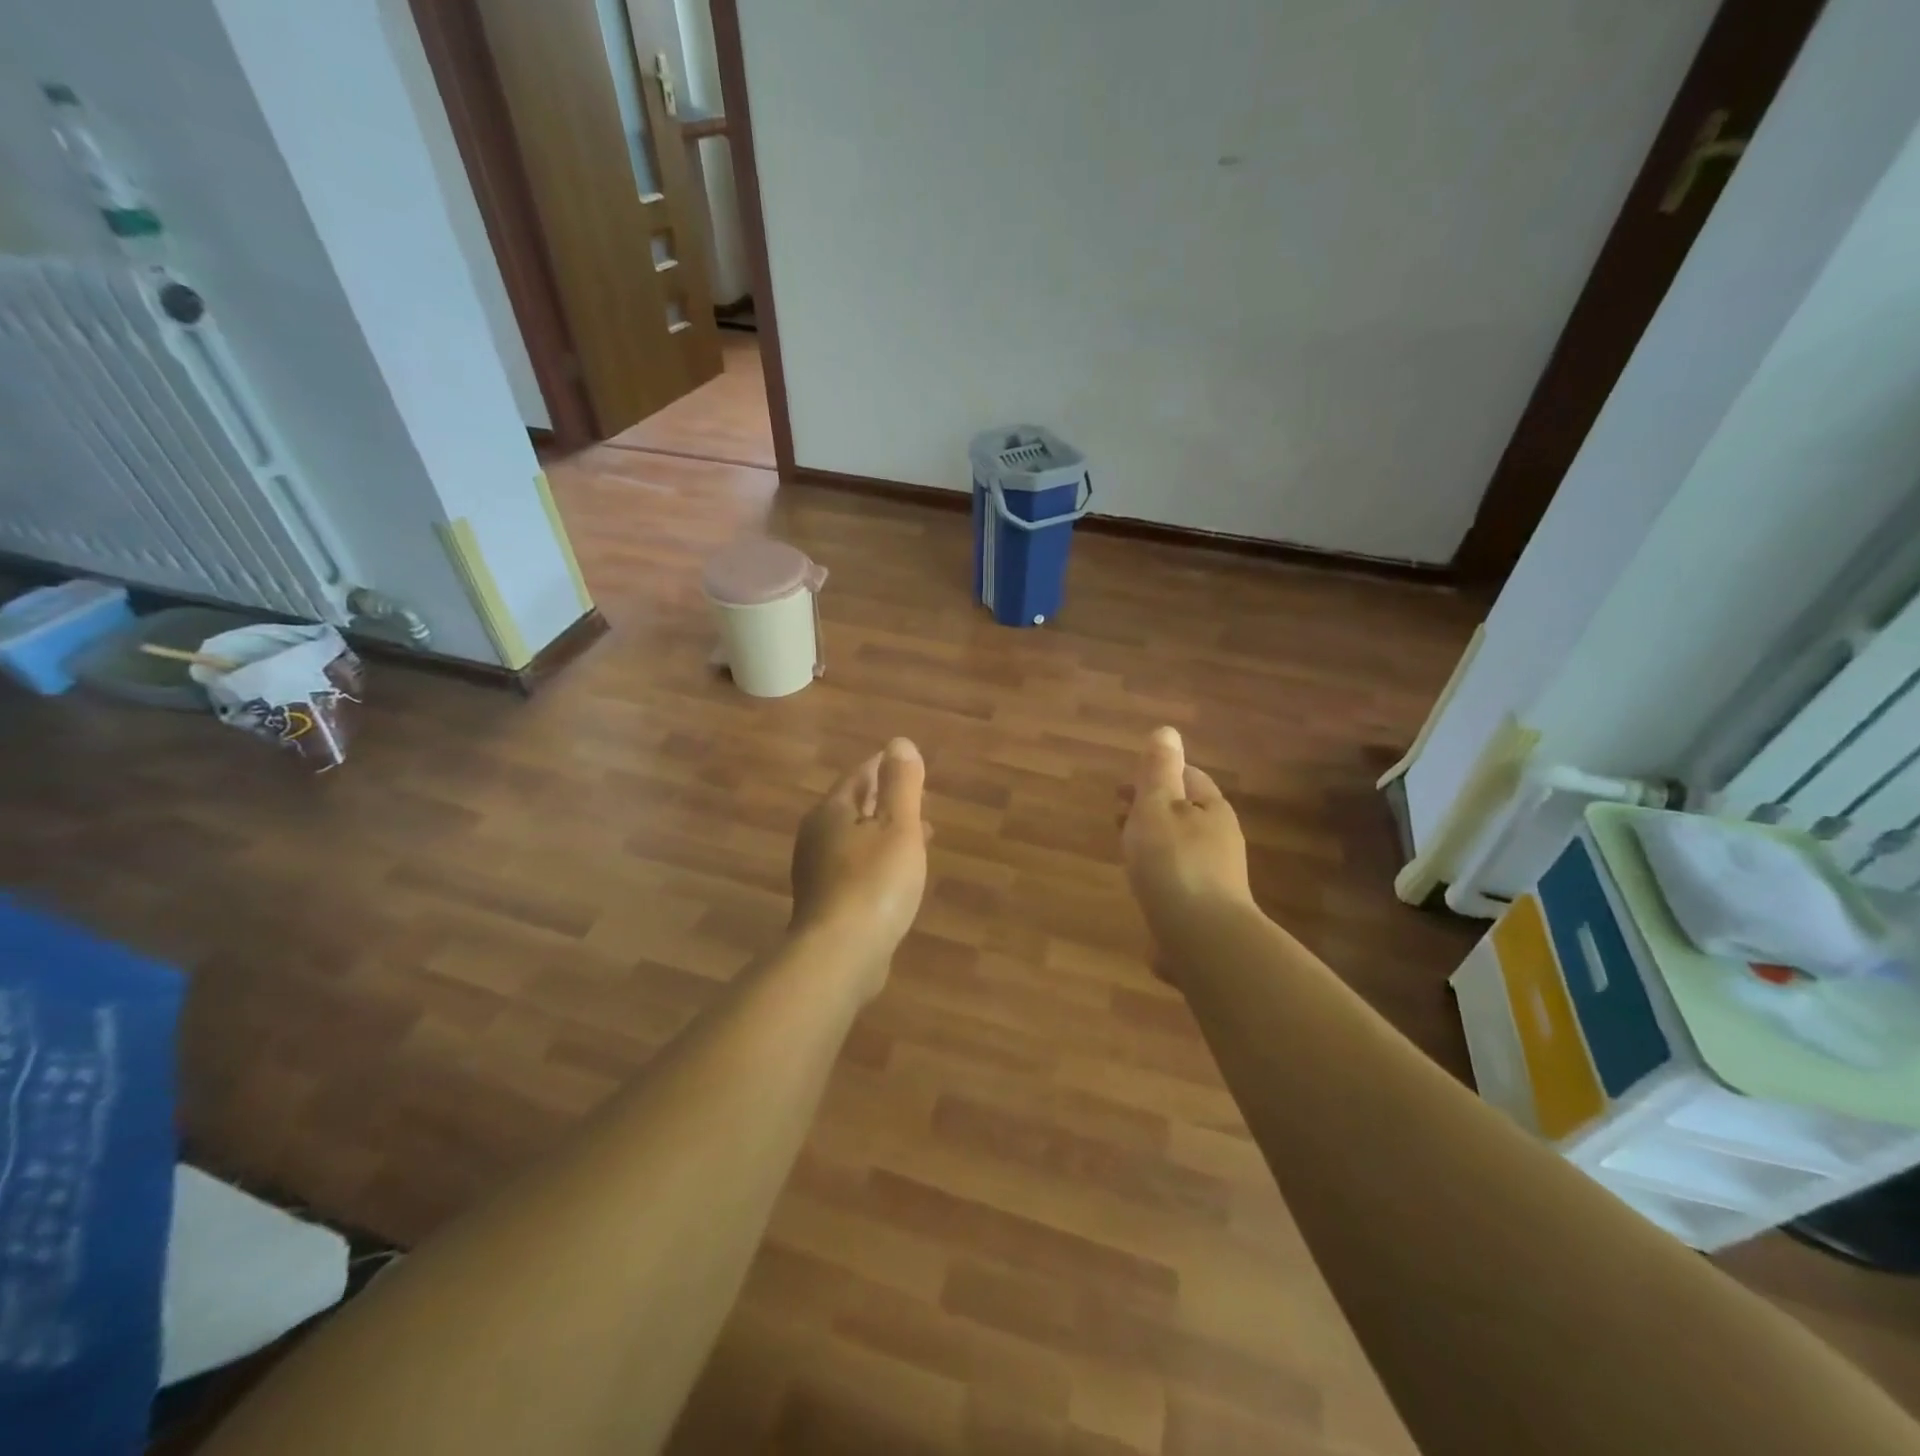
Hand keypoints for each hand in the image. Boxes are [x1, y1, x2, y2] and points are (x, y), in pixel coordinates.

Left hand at [789, 738, 930, 999]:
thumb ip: (901, 784)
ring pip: (856, 839)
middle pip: (855, 808)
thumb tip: (899, 743)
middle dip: (887, 801)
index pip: (859, 777)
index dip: (885, 768)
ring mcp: (816, 872)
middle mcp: (816, 837)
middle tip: (919, 801)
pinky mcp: (825, 903)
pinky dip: (878, 860)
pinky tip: (897, 875)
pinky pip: (855, 868)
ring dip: (885, 833)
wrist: (840, 955)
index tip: (908, 766)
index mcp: (831, 812)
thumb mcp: (898, 826)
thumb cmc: (874, 882)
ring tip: (919, 836)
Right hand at [1121, 727, 1254, 944]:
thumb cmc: (1174, 864)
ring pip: (1180, 850)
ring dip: (1154, 845)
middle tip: (1117, 818)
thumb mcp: (1158, 807)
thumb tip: (1166, 731)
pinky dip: (1159, 878)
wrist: (1202, 940)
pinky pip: (1179, 884)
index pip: (1187, 778)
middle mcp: (1221, 841)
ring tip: (1125, 854)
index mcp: (1212, 810)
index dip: (1155, 777)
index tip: (1120, 789)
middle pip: (1185, 815)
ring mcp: (1217, 880)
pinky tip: (1143, 893)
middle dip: (1152, 812)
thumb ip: (1158, 771)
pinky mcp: (1207, 912)